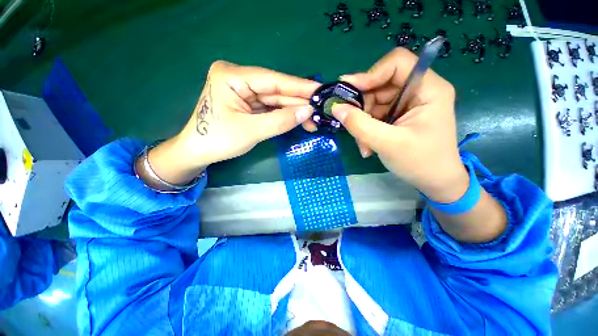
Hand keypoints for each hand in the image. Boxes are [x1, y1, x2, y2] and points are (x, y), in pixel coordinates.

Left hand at [146, 61, 318, 184]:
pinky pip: (271, 108)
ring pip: (275, 100)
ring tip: (313, 120)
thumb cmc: (218, 140)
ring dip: (294, 111)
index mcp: (232, 77)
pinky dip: (285, 115)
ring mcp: (244, 91)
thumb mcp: (252, 131)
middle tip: (320, 109)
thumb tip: (308, 112)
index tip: (320, 90)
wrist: (198, 152)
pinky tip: (299, 120)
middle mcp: (239, 79)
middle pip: (276, 91)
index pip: (273, 80)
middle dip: (298, 102)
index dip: (299, 86)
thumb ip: (281, 120)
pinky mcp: (248, 103)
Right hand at [332, 48, 467, 202]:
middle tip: (351, 125)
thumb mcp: (387, 143)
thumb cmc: (420, 162)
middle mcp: (417, 91)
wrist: (434, 182)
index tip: (349, 91)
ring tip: (363, 144)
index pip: (397, 63)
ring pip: (374, 102)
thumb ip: (360, 125)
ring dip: (362, 123)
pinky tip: (367, 145)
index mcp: (428, 89)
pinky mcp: (398, 116)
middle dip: (363, 106)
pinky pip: (374, 115)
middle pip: (381, 85)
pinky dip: (366, 129)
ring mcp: (406, 104)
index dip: (371, 73)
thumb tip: (336, 108)